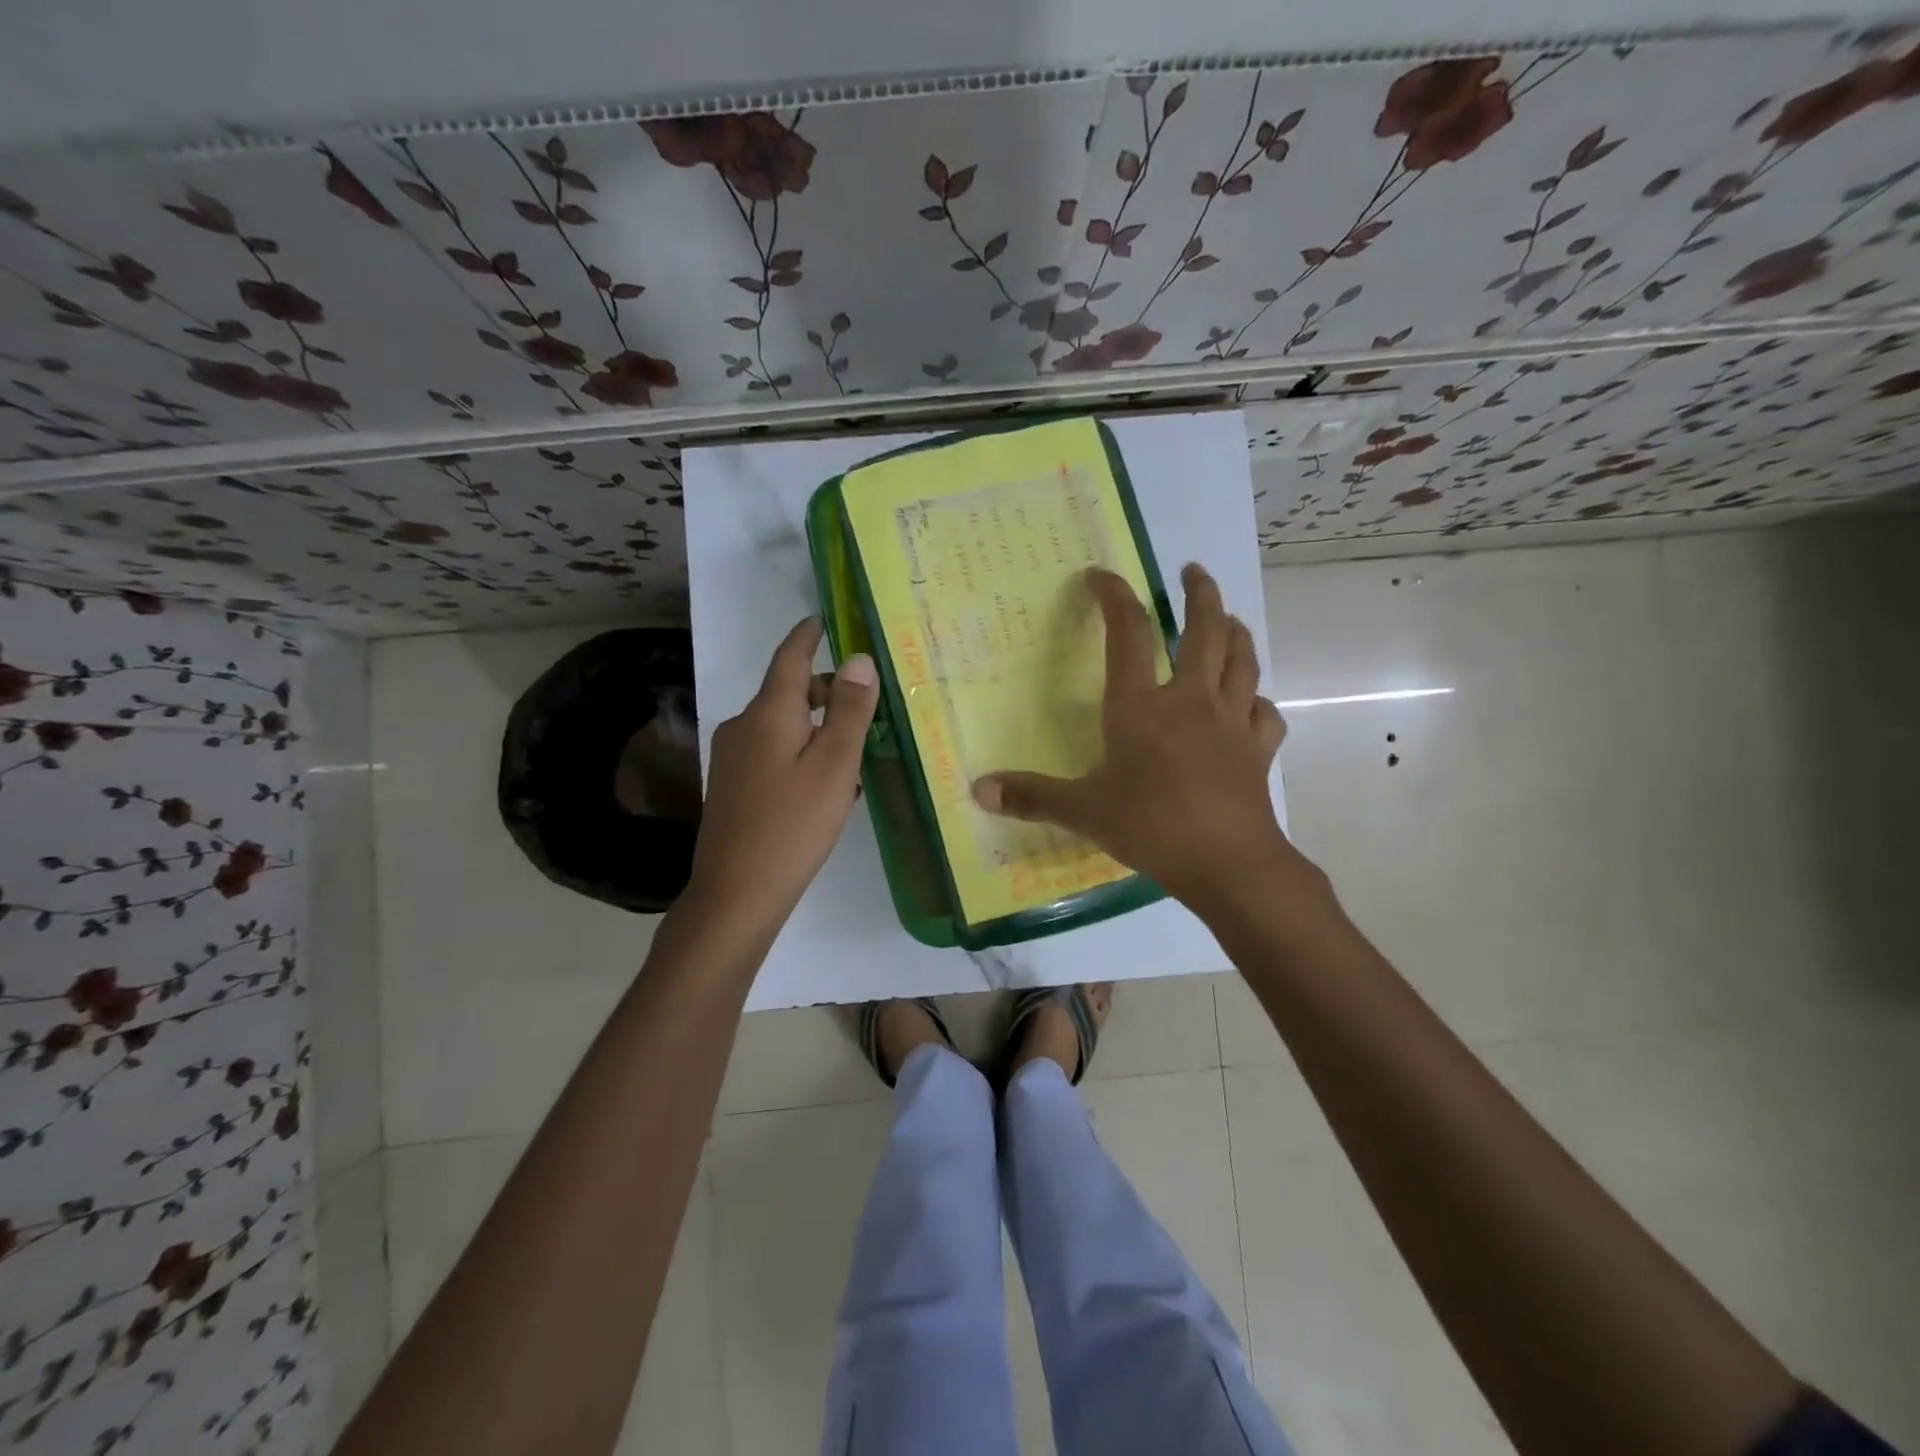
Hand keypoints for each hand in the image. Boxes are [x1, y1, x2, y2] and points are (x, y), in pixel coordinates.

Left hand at [686, 617, 877, 924]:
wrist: (736, 893)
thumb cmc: (793, 824)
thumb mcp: (834, 765)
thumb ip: (849, 710)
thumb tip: (858, 659)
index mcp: (767, 713)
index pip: (789, 656)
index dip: (808, 635)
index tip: (824, 619)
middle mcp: (743, 726)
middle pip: (787, 692)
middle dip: (826, 689)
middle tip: (870, 702)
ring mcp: (732, 758)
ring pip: (782, 725)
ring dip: (817, 726)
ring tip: (858, 748)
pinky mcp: (732, 787)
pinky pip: (772, 752)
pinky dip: (801, 751)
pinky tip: (827, 783)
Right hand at [972, 564, 1294, 911]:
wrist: (1227, 863)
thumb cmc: (1150, 827)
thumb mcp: (1082, 811)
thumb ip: (1031, 796)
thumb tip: (978, 790)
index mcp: (1141, 706)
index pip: (1128, 632)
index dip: (1114, 596)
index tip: (1100, 576)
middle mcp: (1190, 700)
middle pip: (1204, 629)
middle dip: (1199, 593)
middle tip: (1192, 571)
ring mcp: (1231, 722)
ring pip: (1242, 660)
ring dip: (1236, 631)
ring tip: (1228, 618)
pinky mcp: (1258, 750)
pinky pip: (1265, 713)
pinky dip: (1258, 701)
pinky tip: (1252, 703)